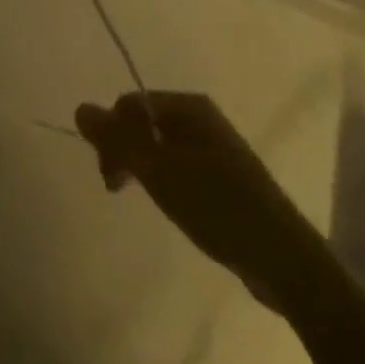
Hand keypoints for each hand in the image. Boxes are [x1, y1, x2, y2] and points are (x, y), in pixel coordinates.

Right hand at [76, 92, 321, 315]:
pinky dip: (165, 180)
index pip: (130, 104)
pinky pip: (180, 166)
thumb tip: (79, 107)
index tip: (109, 176)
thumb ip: (117, 140)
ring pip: (161, 146)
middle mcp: (202, 118)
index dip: (111, 133)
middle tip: (116, 189)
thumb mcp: (160, 172)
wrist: (285, 260)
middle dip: (123, 150)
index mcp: (189, 106)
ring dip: (142, 167)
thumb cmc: (217, 206)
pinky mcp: (224, 178)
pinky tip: (171, 205)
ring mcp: (216, 147)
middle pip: (144, 122)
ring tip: (142, 199)